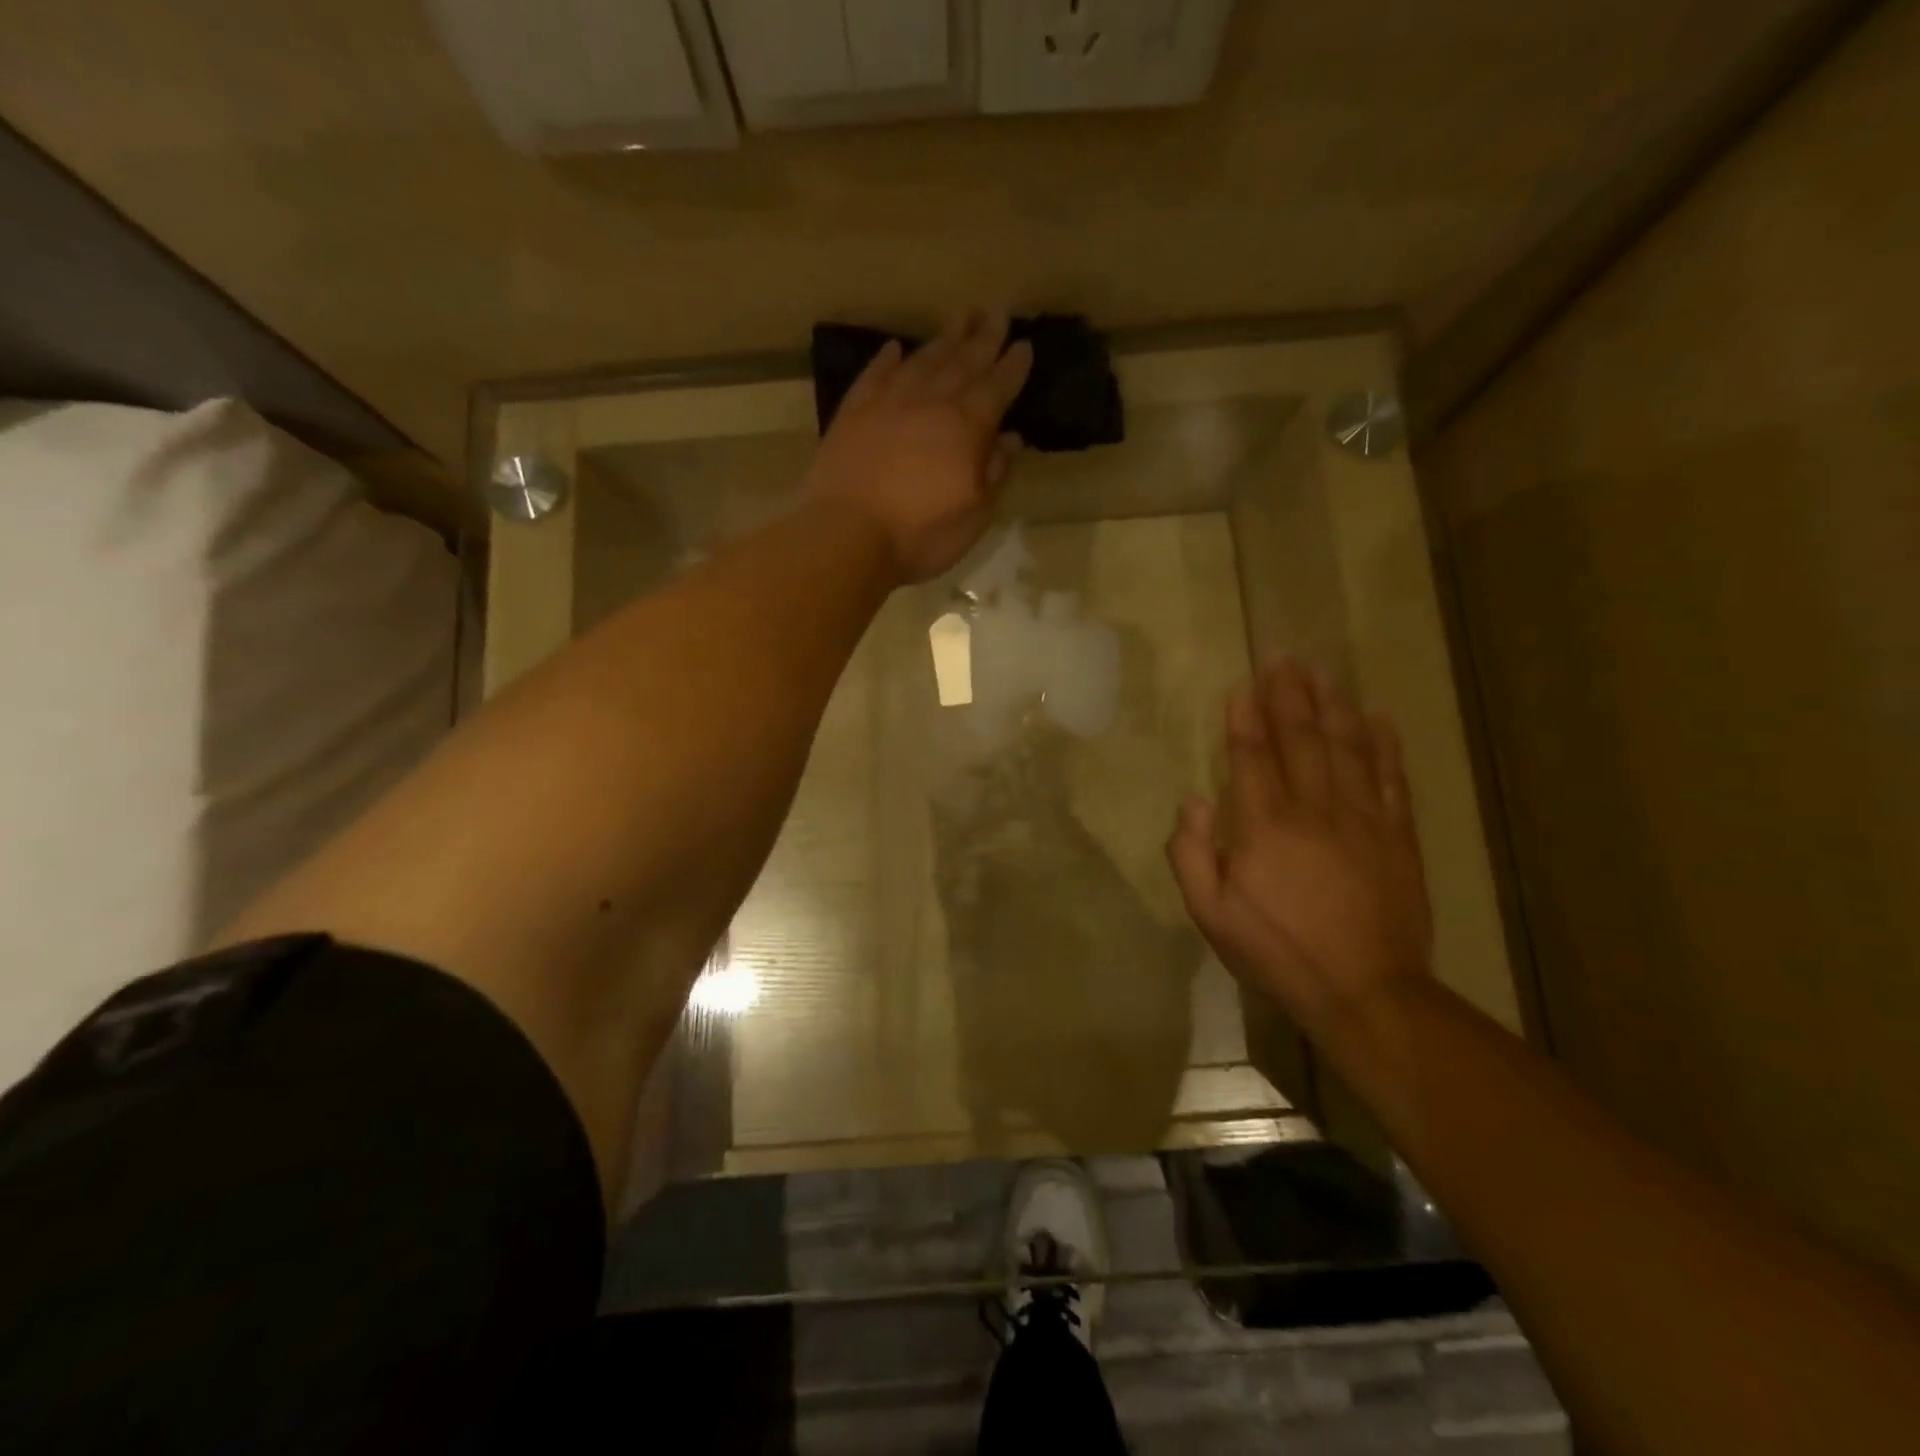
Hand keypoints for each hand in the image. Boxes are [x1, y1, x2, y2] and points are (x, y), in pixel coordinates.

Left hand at [804, 311, 1032, 583]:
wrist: (847, 536)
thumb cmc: (919, 535)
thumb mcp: (974, 516)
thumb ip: (994, 473)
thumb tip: (1011, 439)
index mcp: (966, 427)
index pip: (997, 388)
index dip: (1013, 367)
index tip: (1024, 344)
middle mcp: (930, 402)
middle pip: (962, 362)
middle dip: (983, 338)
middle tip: (996, 312)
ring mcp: (888, 403)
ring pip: (923, 360)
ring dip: (944, 339)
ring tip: (961, 318)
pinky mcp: (853, 412)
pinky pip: (875, 374)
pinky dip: (888, 359)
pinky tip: (896, 348)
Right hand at [1166, 659, 1432, 1028]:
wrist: (1365, 991)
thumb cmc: (1277, 952)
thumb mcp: (1211, 914)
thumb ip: (1192, 855)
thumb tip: (1193, 802)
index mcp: (1264, 827)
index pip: (1252, 758)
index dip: (1245, 720)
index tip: (1243, 686)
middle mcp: (1314, 810)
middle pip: (1300, 740)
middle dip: (1289, 697)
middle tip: (1284, 658)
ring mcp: (1362, 820)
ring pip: (1346, 748)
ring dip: (1333, 707)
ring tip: (1324, 673)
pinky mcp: (1396, 836)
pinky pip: (1391, 779)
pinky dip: (1384, 745)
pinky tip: (1379, 717)